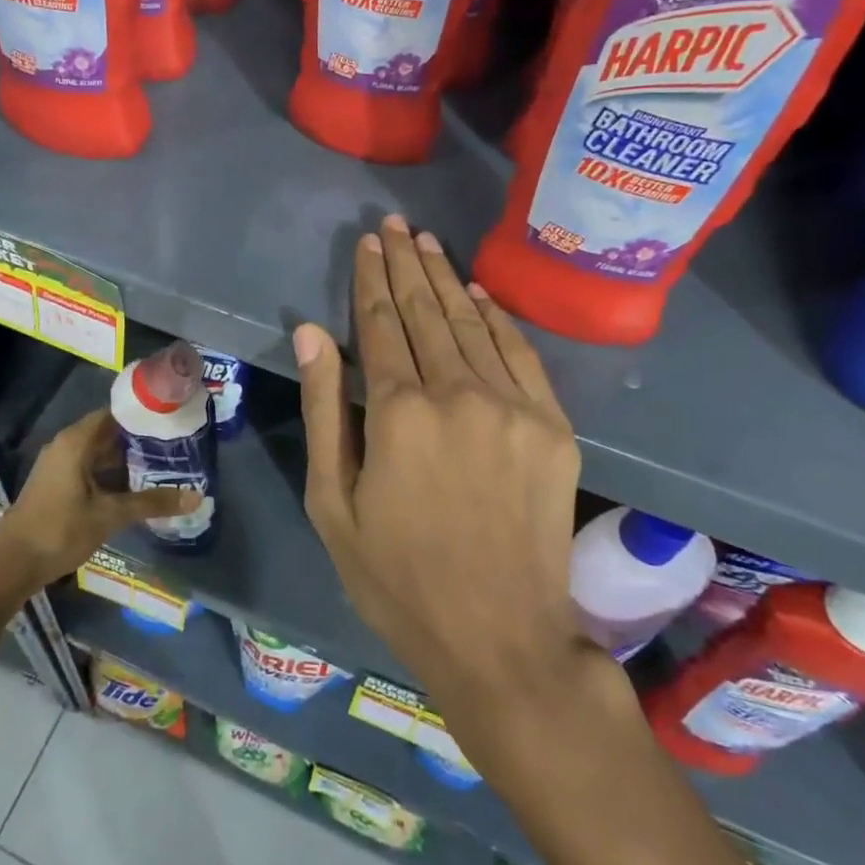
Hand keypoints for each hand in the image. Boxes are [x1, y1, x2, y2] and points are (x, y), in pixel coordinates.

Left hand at [0, 408, 195, 587]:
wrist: (12, 564)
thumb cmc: (60, 530)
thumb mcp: (110, 515)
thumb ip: (152, 503)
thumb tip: (196, 497)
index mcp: (76, 441)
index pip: (115, 413)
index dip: (142, 415)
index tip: (171, 418)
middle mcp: (66, 445)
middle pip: (108, 432)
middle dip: (139, 439)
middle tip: (174, 443)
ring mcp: (59, 464)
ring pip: (99, 452)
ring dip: (126, 458)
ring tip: (161, 463)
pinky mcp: (57, 483)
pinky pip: (90, 467)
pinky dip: (111, 472)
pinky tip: (134, 486)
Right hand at [294, 216, 594, 726]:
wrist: (501, 638)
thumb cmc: (397, 577)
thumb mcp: (333, 504)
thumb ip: (325, 410)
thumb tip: (311, 333)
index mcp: (398, 412)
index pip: (378, 325)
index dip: (370, 279)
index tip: (367, 242)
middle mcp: (458, 393)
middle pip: (426, 312)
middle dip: (406, 264)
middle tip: (395, 225)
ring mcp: (513, 407)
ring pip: (472, 324)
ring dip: (446, 280)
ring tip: (427, 243)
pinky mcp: (553, 427)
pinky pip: (520, 355)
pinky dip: (497, 319)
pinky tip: (478, 294)